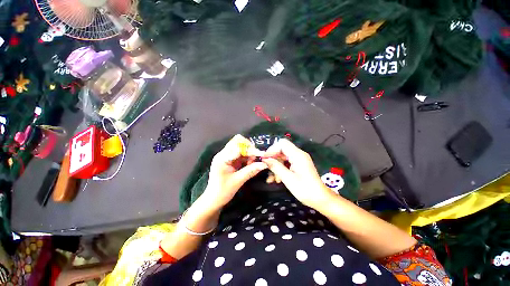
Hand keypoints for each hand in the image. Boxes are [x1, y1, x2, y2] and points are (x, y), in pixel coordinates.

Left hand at [202, 135, 266, 209]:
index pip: (238, 147)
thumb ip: (251, 171)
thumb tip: (264, 164)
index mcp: (222, 158)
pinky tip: (249, 164)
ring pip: (240, 146)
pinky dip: (247, 156)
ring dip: (248, 152)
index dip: (250, 150)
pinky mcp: (230, 159)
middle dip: (249, 147)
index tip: (261, 155)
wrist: (213, 199)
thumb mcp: (237, 181)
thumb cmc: (222, 191)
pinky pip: (240, 152)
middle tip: (254, 159)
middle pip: (238, 141)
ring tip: (251, 163)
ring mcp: (226, 156)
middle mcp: (223, 153)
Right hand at [263, 139, 335, 207]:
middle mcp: (299, 154)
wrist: (321, 199)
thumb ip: (276, 167)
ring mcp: (299, 159)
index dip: (272, 149)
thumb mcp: (288, 178)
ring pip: (283, 157)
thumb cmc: (305, 190)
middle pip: (281, 150)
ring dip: (276, 166)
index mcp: (298, 155)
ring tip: (272, 179)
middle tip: (266, 169)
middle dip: (273, 159)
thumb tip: (265, 159)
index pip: (282, 144)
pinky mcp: (299, 165)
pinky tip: (277, 179)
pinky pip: (287, 162)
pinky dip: (281, 169)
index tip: (265, 159)